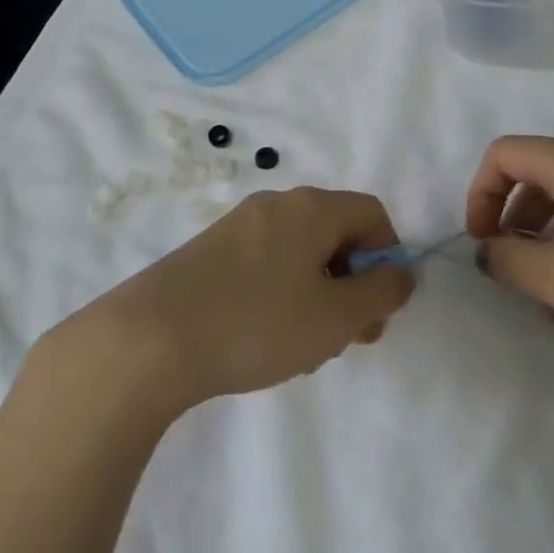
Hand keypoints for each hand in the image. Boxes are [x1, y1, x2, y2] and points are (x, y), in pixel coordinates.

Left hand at [76, 188, 414, 408]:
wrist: (151, 337)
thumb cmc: (257, 323)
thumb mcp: (334, 317)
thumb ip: (380, 293)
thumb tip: (402, 273)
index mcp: (311, 207)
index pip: (372, 213)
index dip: (387, 258)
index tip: (377, 309)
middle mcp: (276, 203)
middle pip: (335, 232)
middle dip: (351, 284)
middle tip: (346, 338)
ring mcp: (239, 224)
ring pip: (301, 252)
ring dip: (317, 295)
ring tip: (303, 349)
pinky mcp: (211, 250)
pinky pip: (266, 262)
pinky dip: (281, 294)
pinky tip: (264, 340)